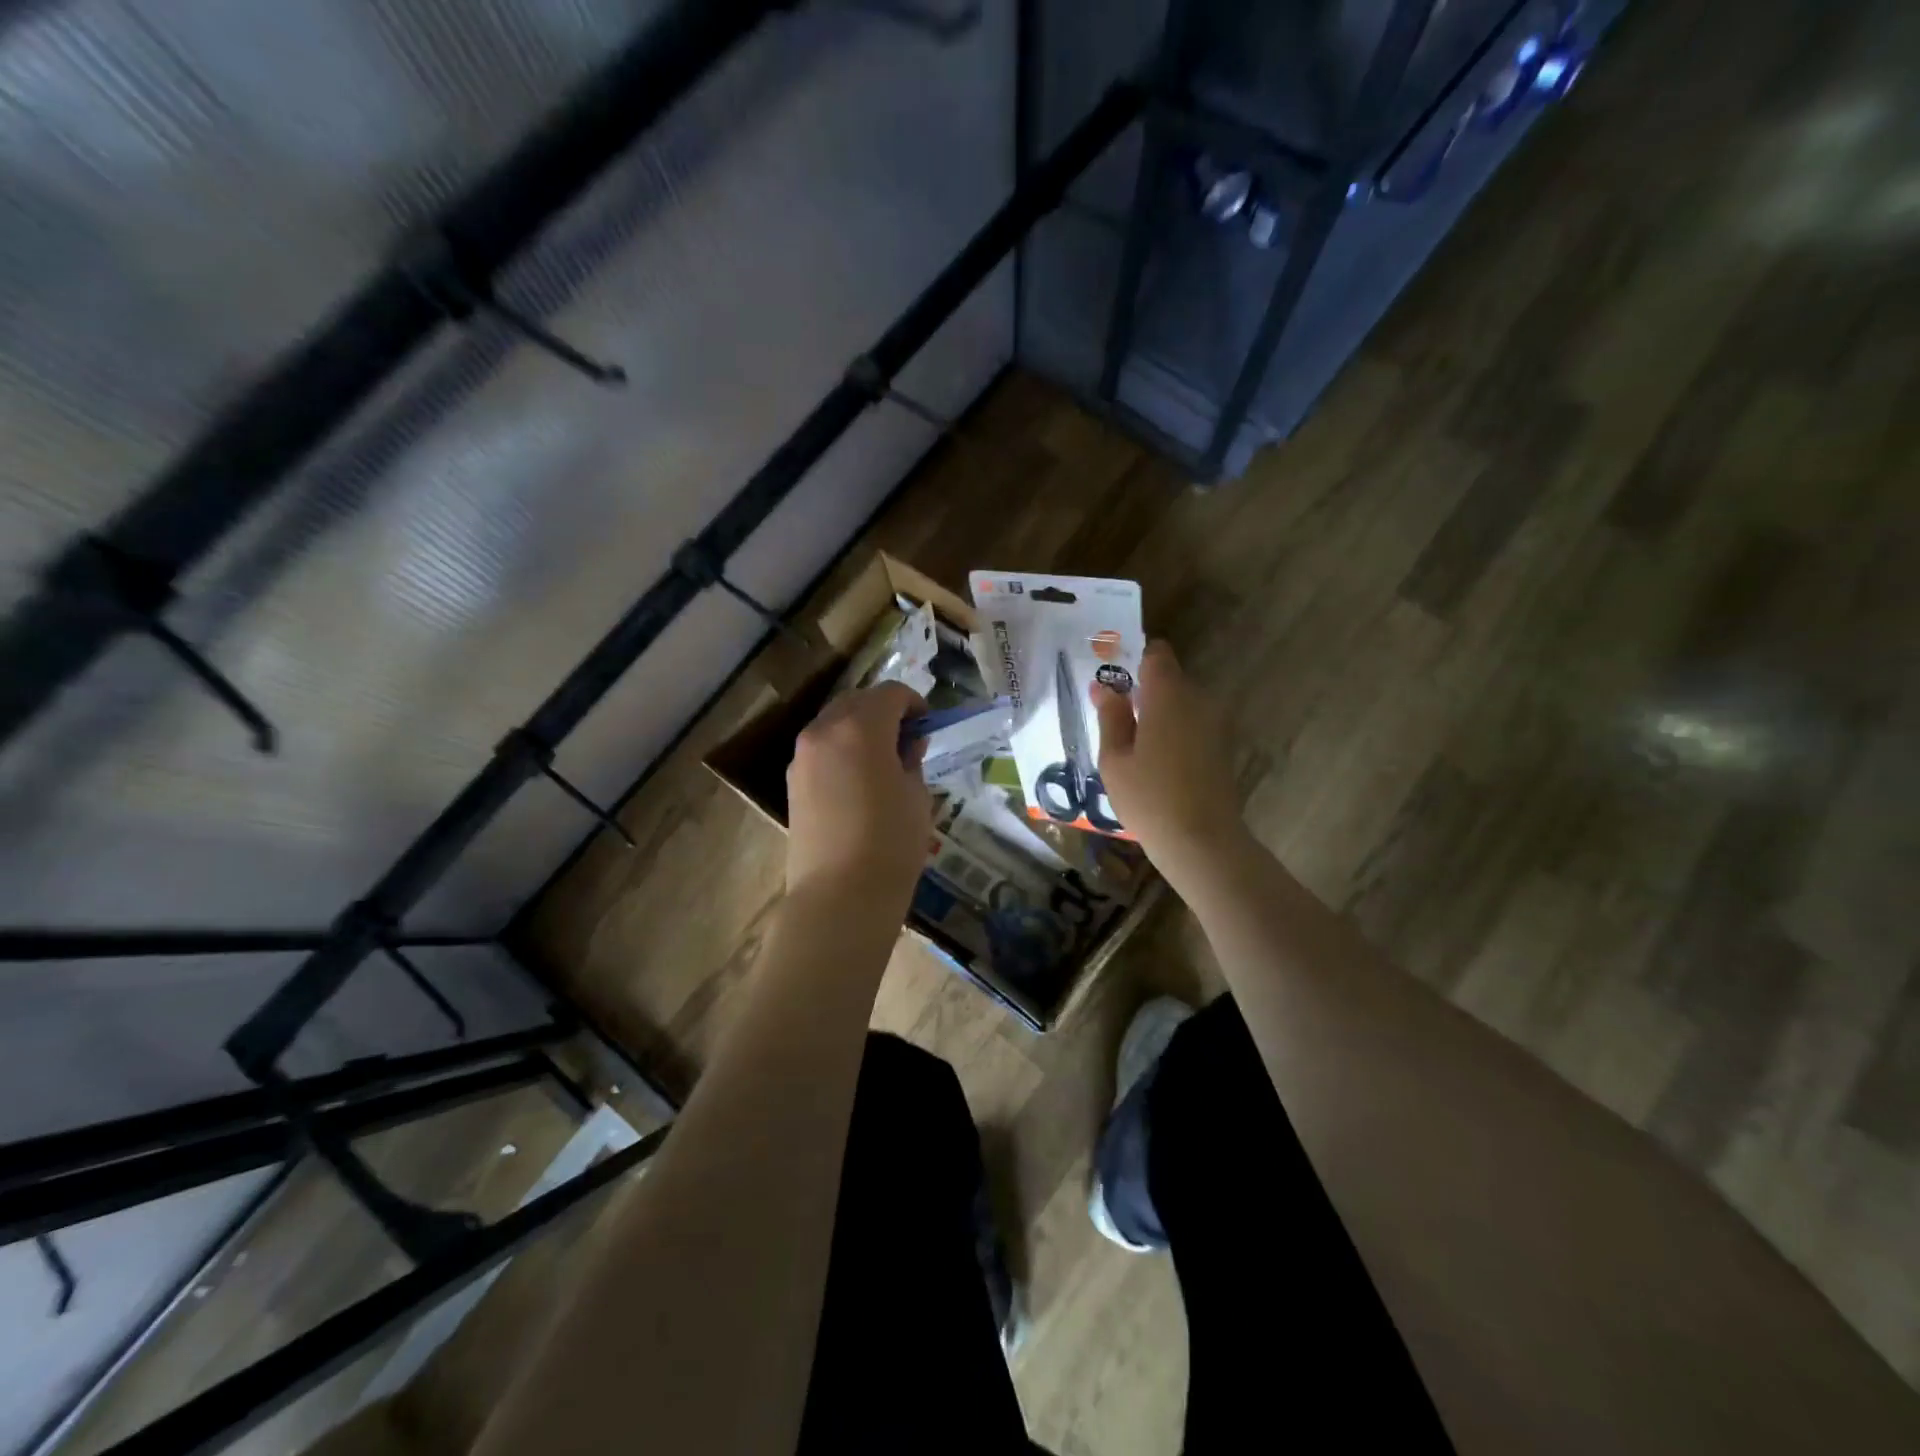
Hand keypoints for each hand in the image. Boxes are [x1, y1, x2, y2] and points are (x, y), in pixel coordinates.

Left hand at [786, 682, 931, 907]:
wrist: (839, 896)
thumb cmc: (891, 843)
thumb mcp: (917, 796)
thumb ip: (912, 759)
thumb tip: (907, 745)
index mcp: (860, 727)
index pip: (890, 693)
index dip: (914, 703)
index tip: (927, 725)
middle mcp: (824, 731)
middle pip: (857, 701)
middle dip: (884, 711)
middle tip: (907, 739)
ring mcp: (802, 756)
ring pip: (834, 723)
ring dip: (860, 728)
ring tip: (883, 761)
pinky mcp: (793, 781)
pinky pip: (821, 749)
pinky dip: (842, 749)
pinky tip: (859, 781)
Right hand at [1091, 640, 1253, 890]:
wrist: (1203, 841)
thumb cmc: (1149, 797)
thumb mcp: (1115, 759)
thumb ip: (1111, 717)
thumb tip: (1104, 687)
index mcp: (1168, 695)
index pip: (1156, 654)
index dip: (1134, 659)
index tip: (1113, 678)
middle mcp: (1197, 700)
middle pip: (1169, 680)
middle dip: (1143, 691)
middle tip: (1113, 716)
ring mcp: (1215, 724)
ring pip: (1181, 704)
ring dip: (1158, 715)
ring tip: (1131, 745)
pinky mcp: (1222, 747)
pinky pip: (1192, 725)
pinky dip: (1174, 733)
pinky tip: (1156, 762)